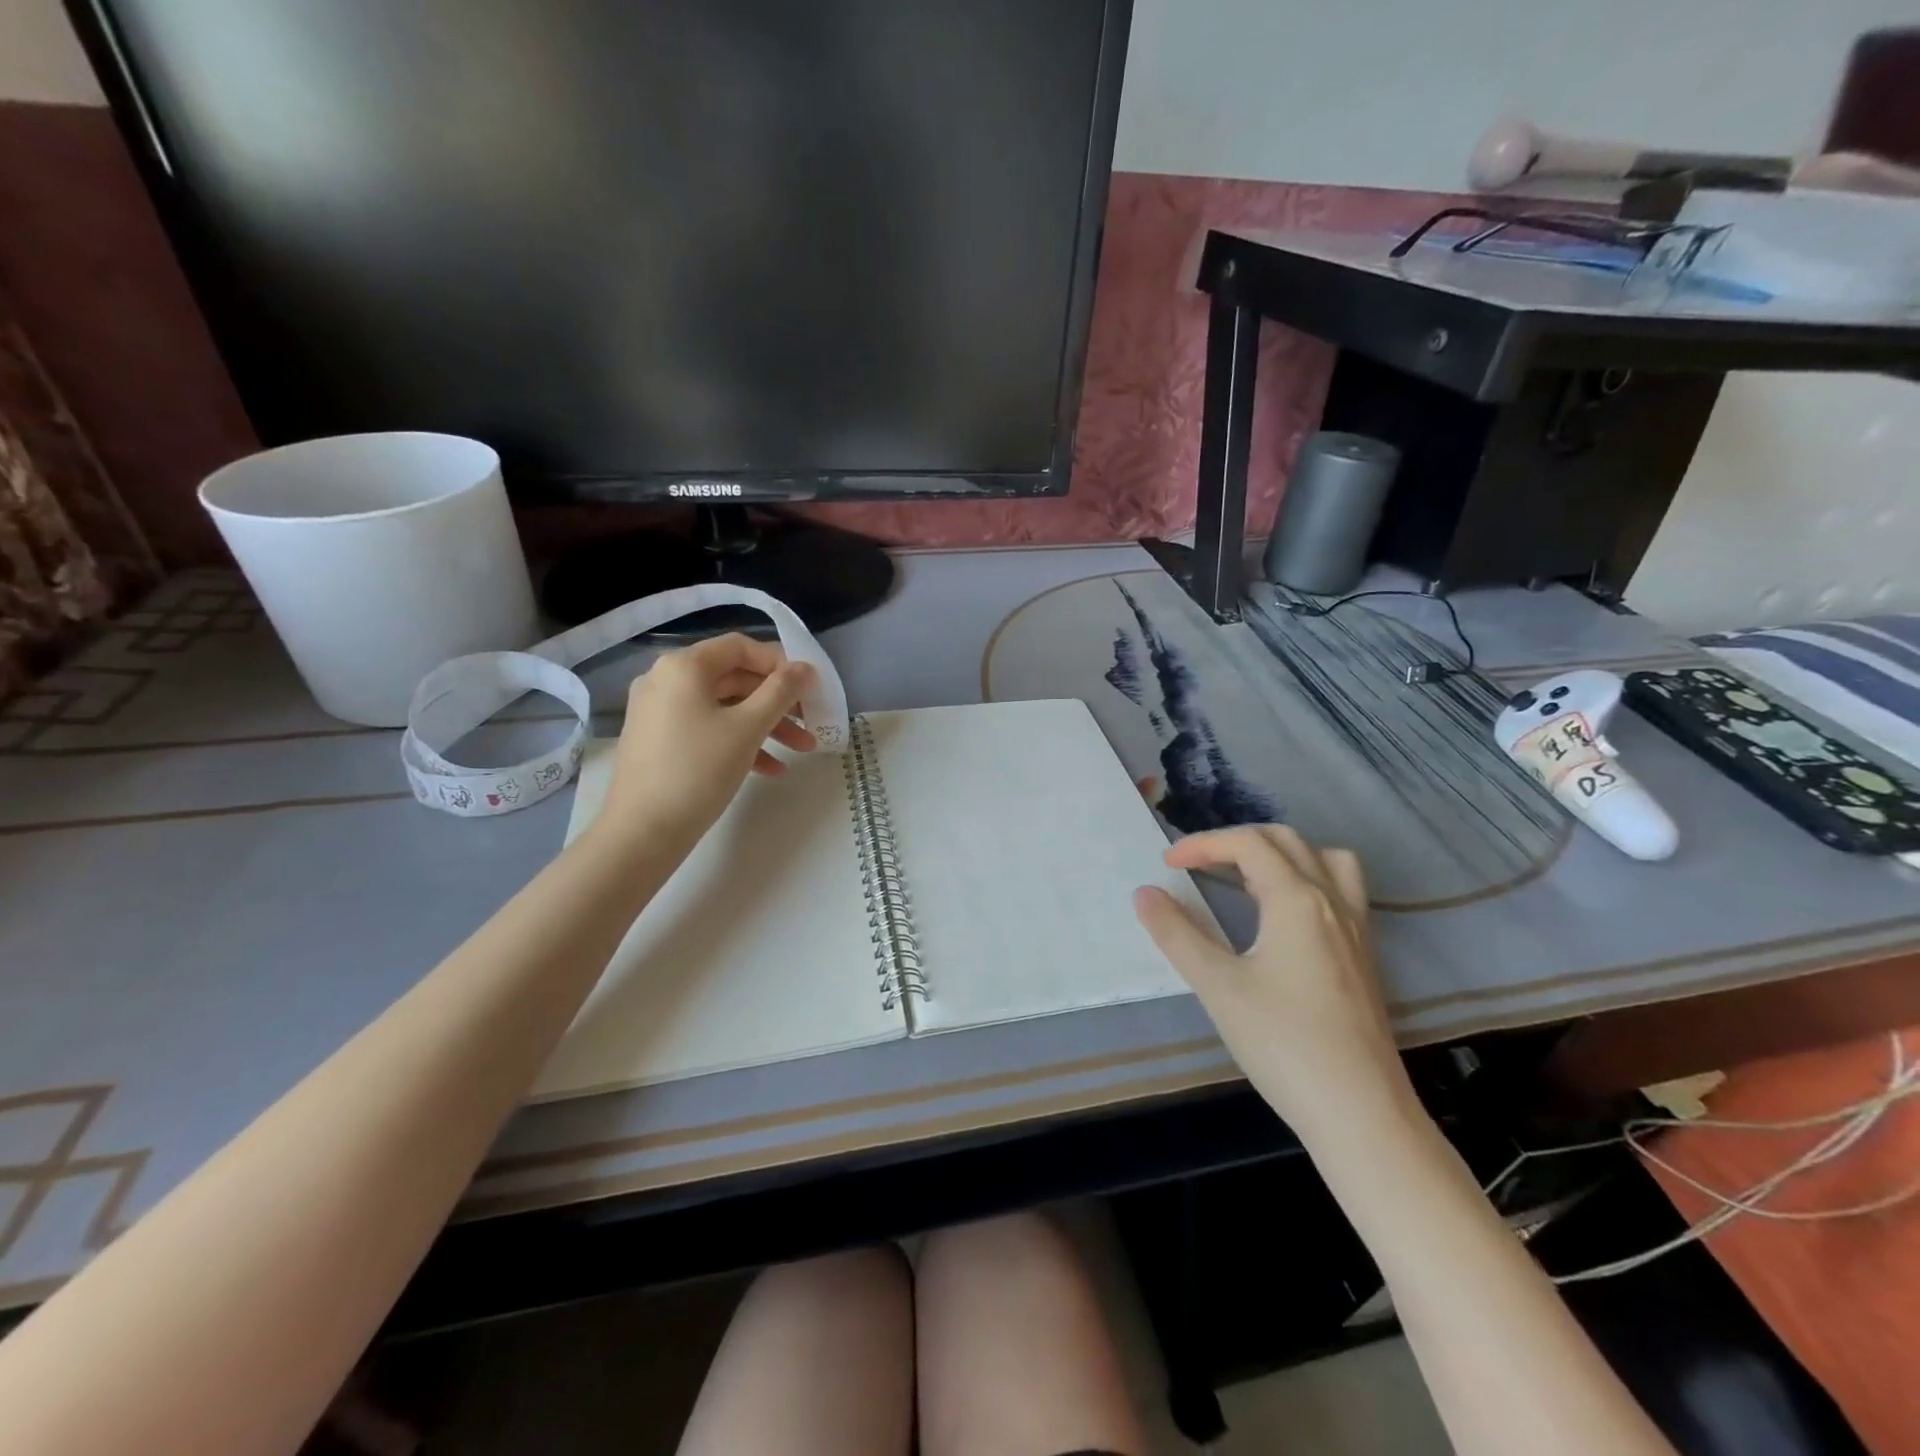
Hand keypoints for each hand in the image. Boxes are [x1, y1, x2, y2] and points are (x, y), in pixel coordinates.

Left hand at [597, 634, 815, 846]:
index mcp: (684, 666)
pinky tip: (771, 769)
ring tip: (802, 750)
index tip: (809, 687)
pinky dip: (740, 742)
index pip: (740, 647)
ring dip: (766, 725)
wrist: (642, 832)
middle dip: (778, 702)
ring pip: (725, 707)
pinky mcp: (660, 741)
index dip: (780, 663)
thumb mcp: (748, 728)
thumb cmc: (698, 770)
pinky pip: (708, 729)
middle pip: (735, 678)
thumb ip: (781, 692)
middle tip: (811, 721)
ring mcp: (660, 712)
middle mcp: (667, 680)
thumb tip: (806, 668)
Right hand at [1133, 826, 1412, 1141]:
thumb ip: (1177, 934)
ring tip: (1246, 879)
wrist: (1360, 1113)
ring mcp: (1356, 929)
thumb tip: (1145, 894)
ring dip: (1281, 854)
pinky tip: (1283, 920)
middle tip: (1198, 865)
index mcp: (1297, 900)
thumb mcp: (1217, 986)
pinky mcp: (1365, 956)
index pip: (1248, 845)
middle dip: (1236, 842)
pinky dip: (1307, 880)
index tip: (1167, 863)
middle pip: (1286, 841)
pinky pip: (1341, 891)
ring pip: (1324, 860)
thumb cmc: (1283, 1044)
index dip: (1203, 844)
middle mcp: (1332, 902)